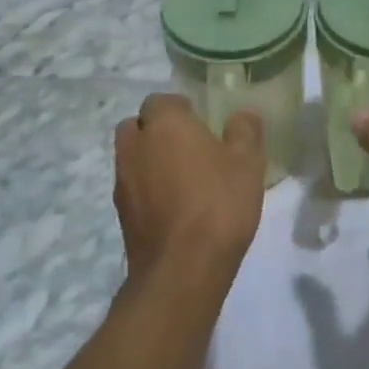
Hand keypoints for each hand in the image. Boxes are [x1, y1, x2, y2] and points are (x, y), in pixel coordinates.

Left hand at [114, 94, 264, 292]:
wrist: (182, 269)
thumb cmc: (218, 204)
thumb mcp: (247, 163)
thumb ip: (245, 131)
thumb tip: (243, 115)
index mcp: (164, 124)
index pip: (162, 100)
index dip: (181, 109)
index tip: (202, 123)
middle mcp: (135, 145)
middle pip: (137, 125)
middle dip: (156, 130)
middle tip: (187, 146)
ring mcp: (123, 180)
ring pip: (131, 156)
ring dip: (149, 159)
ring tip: (181, 178)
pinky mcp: (121, 213)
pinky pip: (132, 187)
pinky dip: (146, 189)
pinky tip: (173, 207)